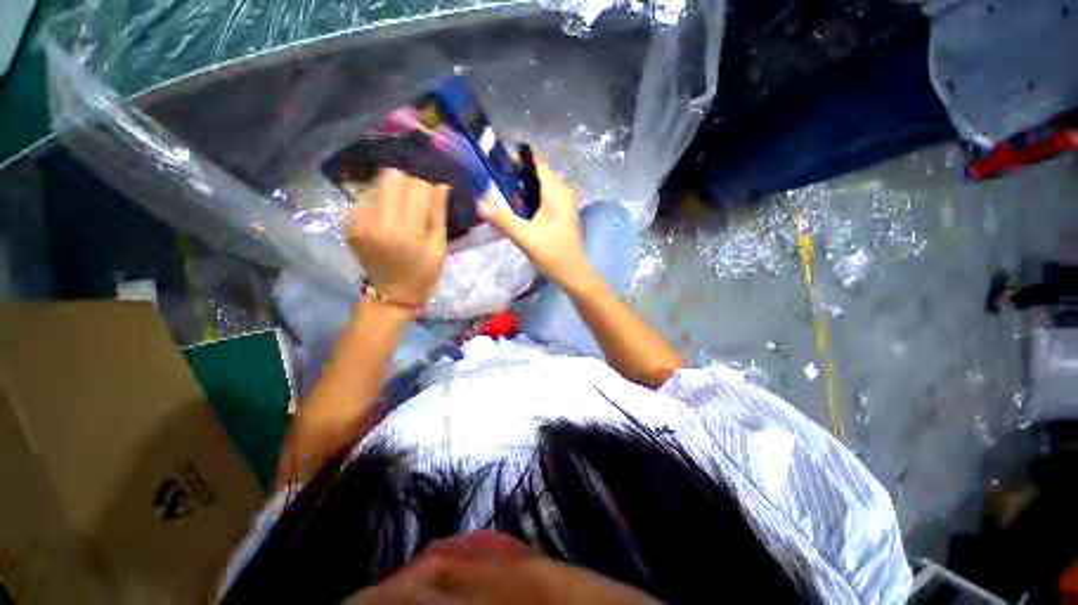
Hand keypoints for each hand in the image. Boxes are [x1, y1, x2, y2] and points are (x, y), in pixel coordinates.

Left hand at [346, 170, 448, 304]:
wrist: (393, 294)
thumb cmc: (423, 273)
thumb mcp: (438, 247)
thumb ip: (438, 214)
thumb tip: (442, 184)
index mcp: (405, 232)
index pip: (416, 188)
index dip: (427, 188)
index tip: (432, 198)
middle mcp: (377, 223)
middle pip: (392, 179)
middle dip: (408, 183)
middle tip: (416, 200)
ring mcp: (359, 223)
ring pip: (377, 185)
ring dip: (393, 192)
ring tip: (402, 210)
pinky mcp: (350, 225)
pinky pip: (366, 199)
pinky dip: (380, 202)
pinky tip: (388, 218)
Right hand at [478, 158, 589, 286]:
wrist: (572, 273)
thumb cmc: (551, 253)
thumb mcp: (524, 236)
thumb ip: (502, 219)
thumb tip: (479, 203)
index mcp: (556, 191)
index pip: (536, 162)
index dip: (516, 160)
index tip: (496, 167)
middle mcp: (564, 191)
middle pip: (538, 173)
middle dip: (517, 176)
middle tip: (495, 185)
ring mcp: (567, 202)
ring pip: (542, 186)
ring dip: (524, 189)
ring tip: (503, 197)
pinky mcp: (565, 213)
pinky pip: (547, 197)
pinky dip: (532, 199)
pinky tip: (520, 211)